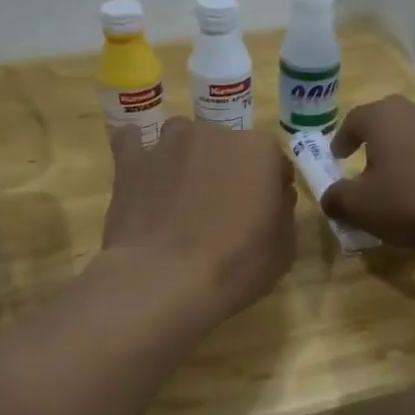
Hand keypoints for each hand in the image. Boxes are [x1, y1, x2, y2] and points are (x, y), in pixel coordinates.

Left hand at [102, 118, 297, 320]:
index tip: (263, 213)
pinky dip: (138, 152)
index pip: (275, 163)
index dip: (270, 188)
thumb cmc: (235, 266)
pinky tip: (141, 173)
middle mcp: (216, 133)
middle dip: (228, 171)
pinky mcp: (131, 160)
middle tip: (221, 211)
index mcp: (261, 150)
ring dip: (186, 160)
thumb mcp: (284, 248)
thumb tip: (274, 197)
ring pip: (183, 140)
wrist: (164, 281)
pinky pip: (132, 143)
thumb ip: (282, 211)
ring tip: (180, 196)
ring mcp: (169, 143)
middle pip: (228, 148)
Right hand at [317, 96, 414, 250]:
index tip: (337, 157)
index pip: (353, 120)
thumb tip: (331, 197)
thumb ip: (337, 199)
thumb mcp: (361, 207)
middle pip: (388, 123)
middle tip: (367, 168)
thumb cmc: (412, 199)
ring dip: (406, 157)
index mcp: (383, 116)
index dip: (341, 139)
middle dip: (375, 144)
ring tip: (401, 185)